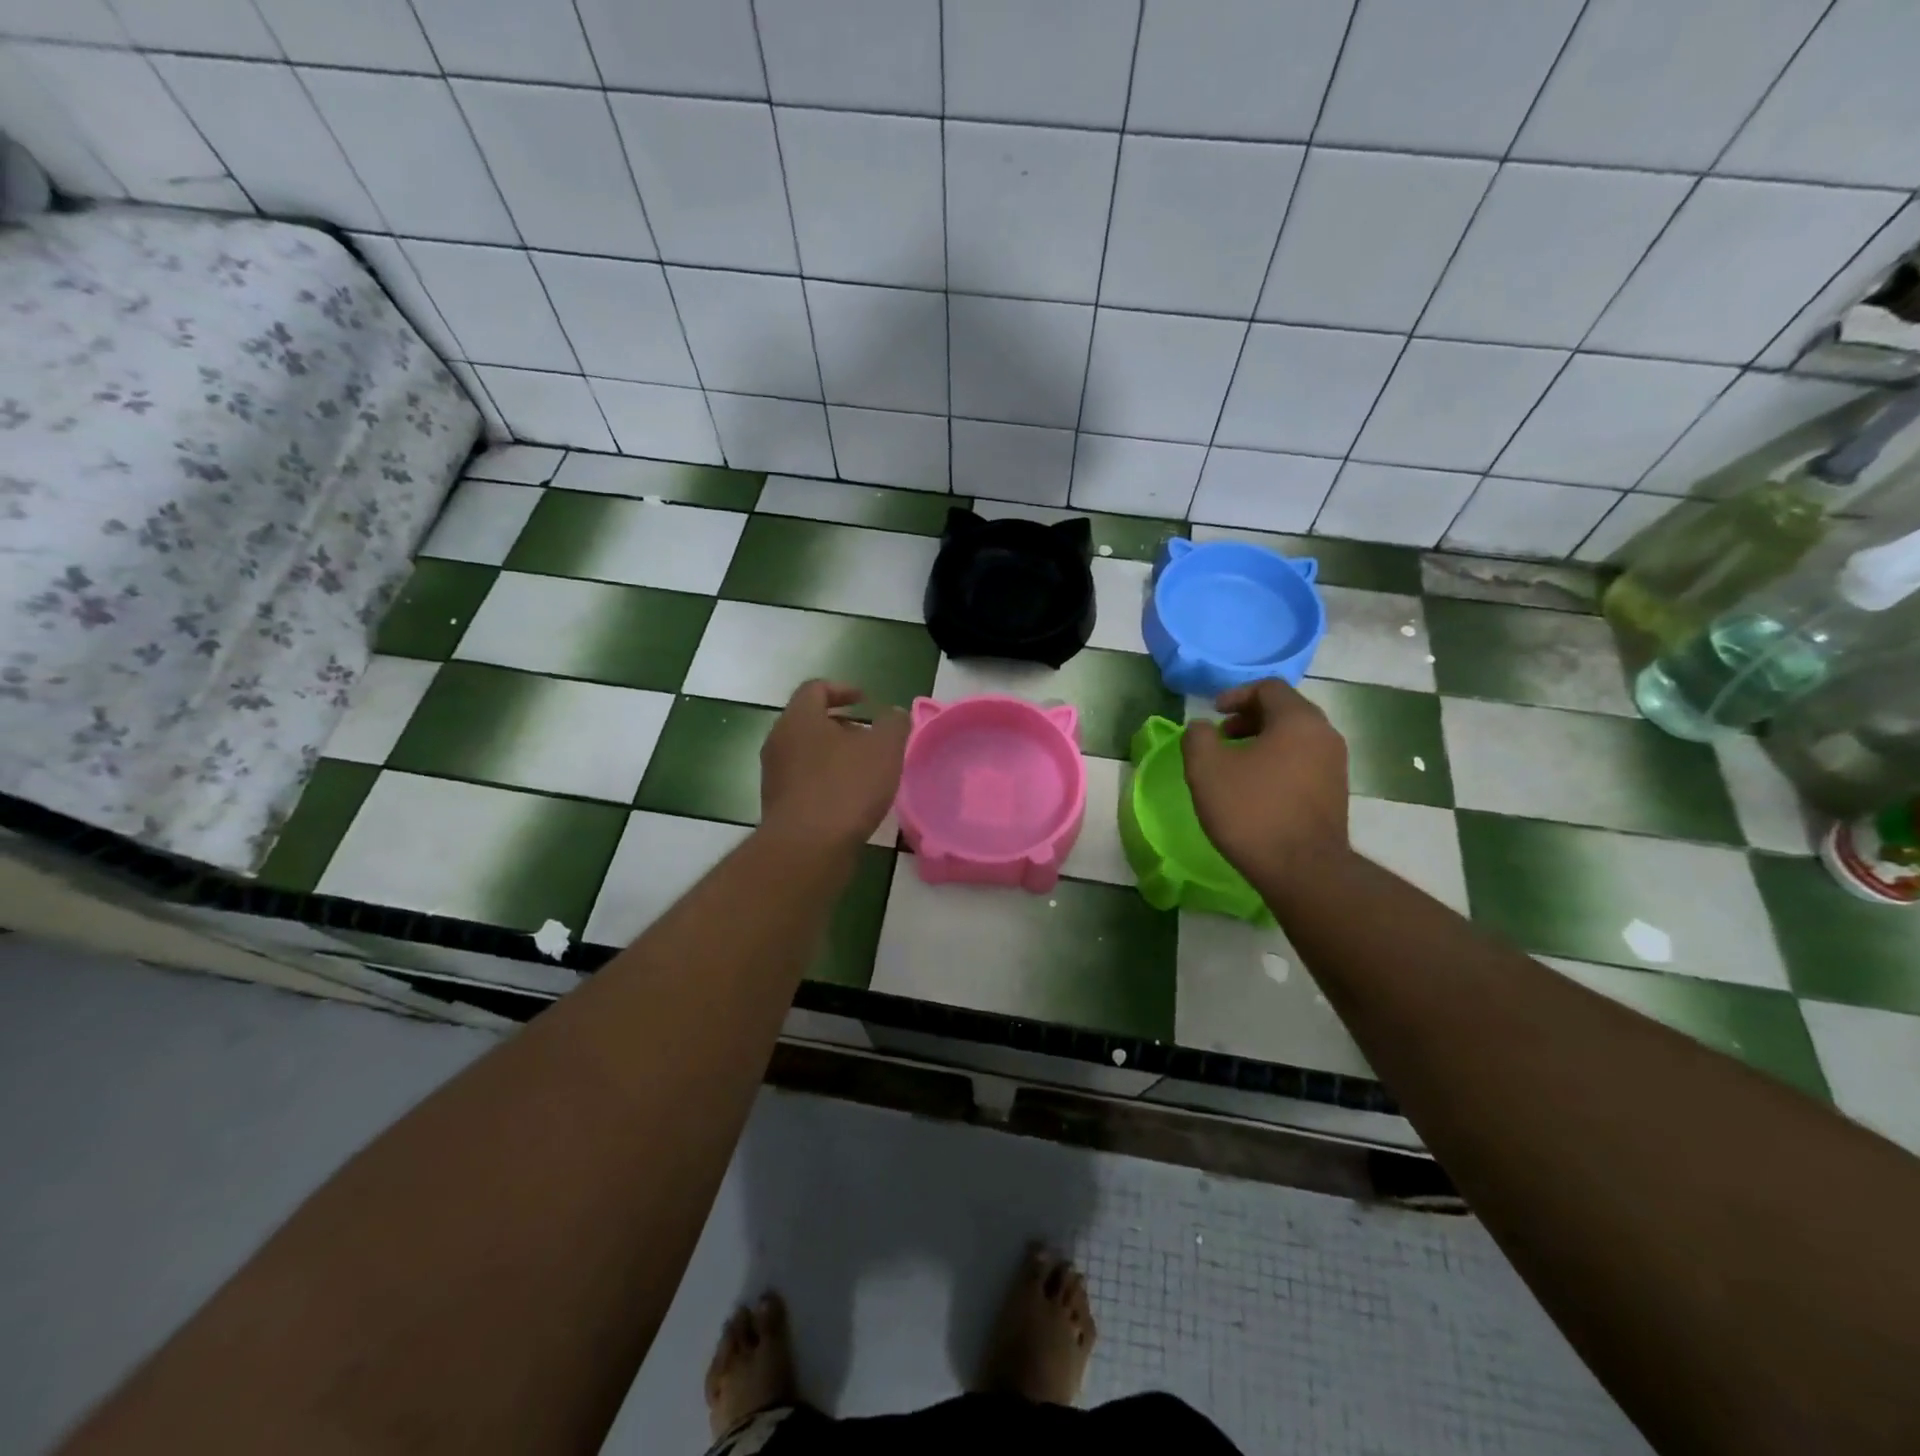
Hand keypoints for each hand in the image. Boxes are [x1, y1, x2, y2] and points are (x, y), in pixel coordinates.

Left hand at [760, 680, 909, 851]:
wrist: (807, 848)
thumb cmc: (846, 787)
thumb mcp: (884, 748)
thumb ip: (893, 724)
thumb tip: (893, 714)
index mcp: (799, 718)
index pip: (815, 689)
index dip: (842, 689)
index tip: (865, 701)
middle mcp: (779, 741)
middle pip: (809, 722)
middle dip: (841, 726)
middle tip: (869, 738)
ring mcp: (774, 775)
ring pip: (806, 753)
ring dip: (834, 756)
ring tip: (864, 771)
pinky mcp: (778, 805)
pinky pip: (804, 782)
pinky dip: (826, 782)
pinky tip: (851, 800)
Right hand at [1181, 679, 1349, 884]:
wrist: (1302, 870)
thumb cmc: (1251, 811)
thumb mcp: (1206, 769)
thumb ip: (1198, 737)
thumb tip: (1202, 727)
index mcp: (1298, 720)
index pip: (1269, 687)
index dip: (1236, 694)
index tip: (1214, 714)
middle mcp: (1324, 735)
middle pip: (1286, 710)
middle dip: (1250, 717)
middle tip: (1222, 736)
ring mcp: (1335, 765)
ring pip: (1296, 737)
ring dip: (1264, 741)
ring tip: (1236, 764)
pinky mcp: (1336, 792)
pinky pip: (1304, 761)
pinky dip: (1279, 762)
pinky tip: (1256, 788)